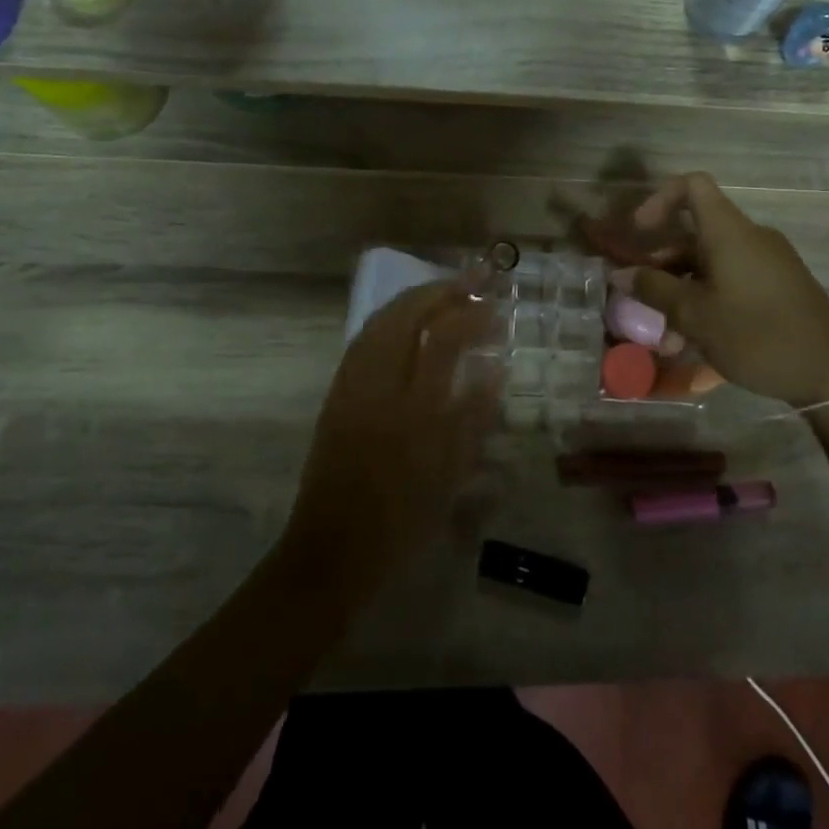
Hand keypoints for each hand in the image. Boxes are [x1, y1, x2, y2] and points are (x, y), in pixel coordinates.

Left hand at [283, 283, 495, 591]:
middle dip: (439, 291)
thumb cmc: (402, 519)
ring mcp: (352, 385)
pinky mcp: (336, 393)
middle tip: (470, 281)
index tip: (494, 306)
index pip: (444, 340)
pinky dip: (389, 320)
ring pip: (380, 322)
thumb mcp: (450, 475)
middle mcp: (379, 385)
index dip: (471, 315)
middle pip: (406, 317)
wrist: (333, 547)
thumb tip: (494, 370)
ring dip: (413, 300)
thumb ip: (473, 417)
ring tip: (442, 293)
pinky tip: (405, 323)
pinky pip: (363, 339)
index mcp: (414, 409)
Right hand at [624, 173, 828, 407]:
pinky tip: (695, 340)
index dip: (659, 199)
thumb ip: (654, 290)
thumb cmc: (757, 336)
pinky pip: (731, 279)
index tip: (639, 233)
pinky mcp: (778, 285)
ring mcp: (767, 262)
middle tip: (641, 301)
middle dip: (662, 265)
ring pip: (710, 263)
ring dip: (682, 291)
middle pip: (695, 233)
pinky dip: (706, 299)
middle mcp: (749, 237)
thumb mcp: (695, 316)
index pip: (692, 186)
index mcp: (729, 233)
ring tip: (666, 337)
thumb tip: (620, 274)